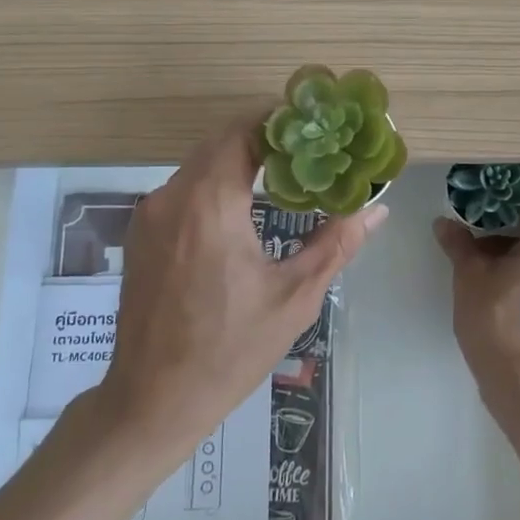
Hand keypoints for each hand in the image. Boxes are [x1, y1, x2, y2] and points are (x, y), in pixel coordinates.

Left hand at [93, 114, 387, 453]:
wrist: (152, 400)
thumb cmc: (229, 350)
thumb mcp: (294, 297)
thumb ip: (337, 242)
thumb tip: (377, 208)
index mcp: (209, 203)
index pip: (243, 131)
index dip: (280, 120)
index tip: (316, 124)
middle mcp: (172, 196)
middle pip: (221, 142)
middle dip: (265, 138)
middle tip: (310, 149)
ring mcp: (150, 214)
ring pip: (201, 164)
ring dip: (240, 160)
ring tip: (286, 174)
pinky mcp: (141, 233)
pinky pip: (184, 189)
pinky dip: (216, 183)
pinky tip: (245, 207)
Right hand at [435, 186, 519, 394]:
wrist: (515, 376)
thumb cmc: (495, 317)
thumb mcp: (469, 274)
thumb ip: (458, 243)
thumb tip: (443, 223)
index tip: (507, 178)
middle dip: (517, 211)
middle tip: (486, 206)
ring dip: (516, 238)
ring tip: (481, 240)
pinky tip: (492, 267)